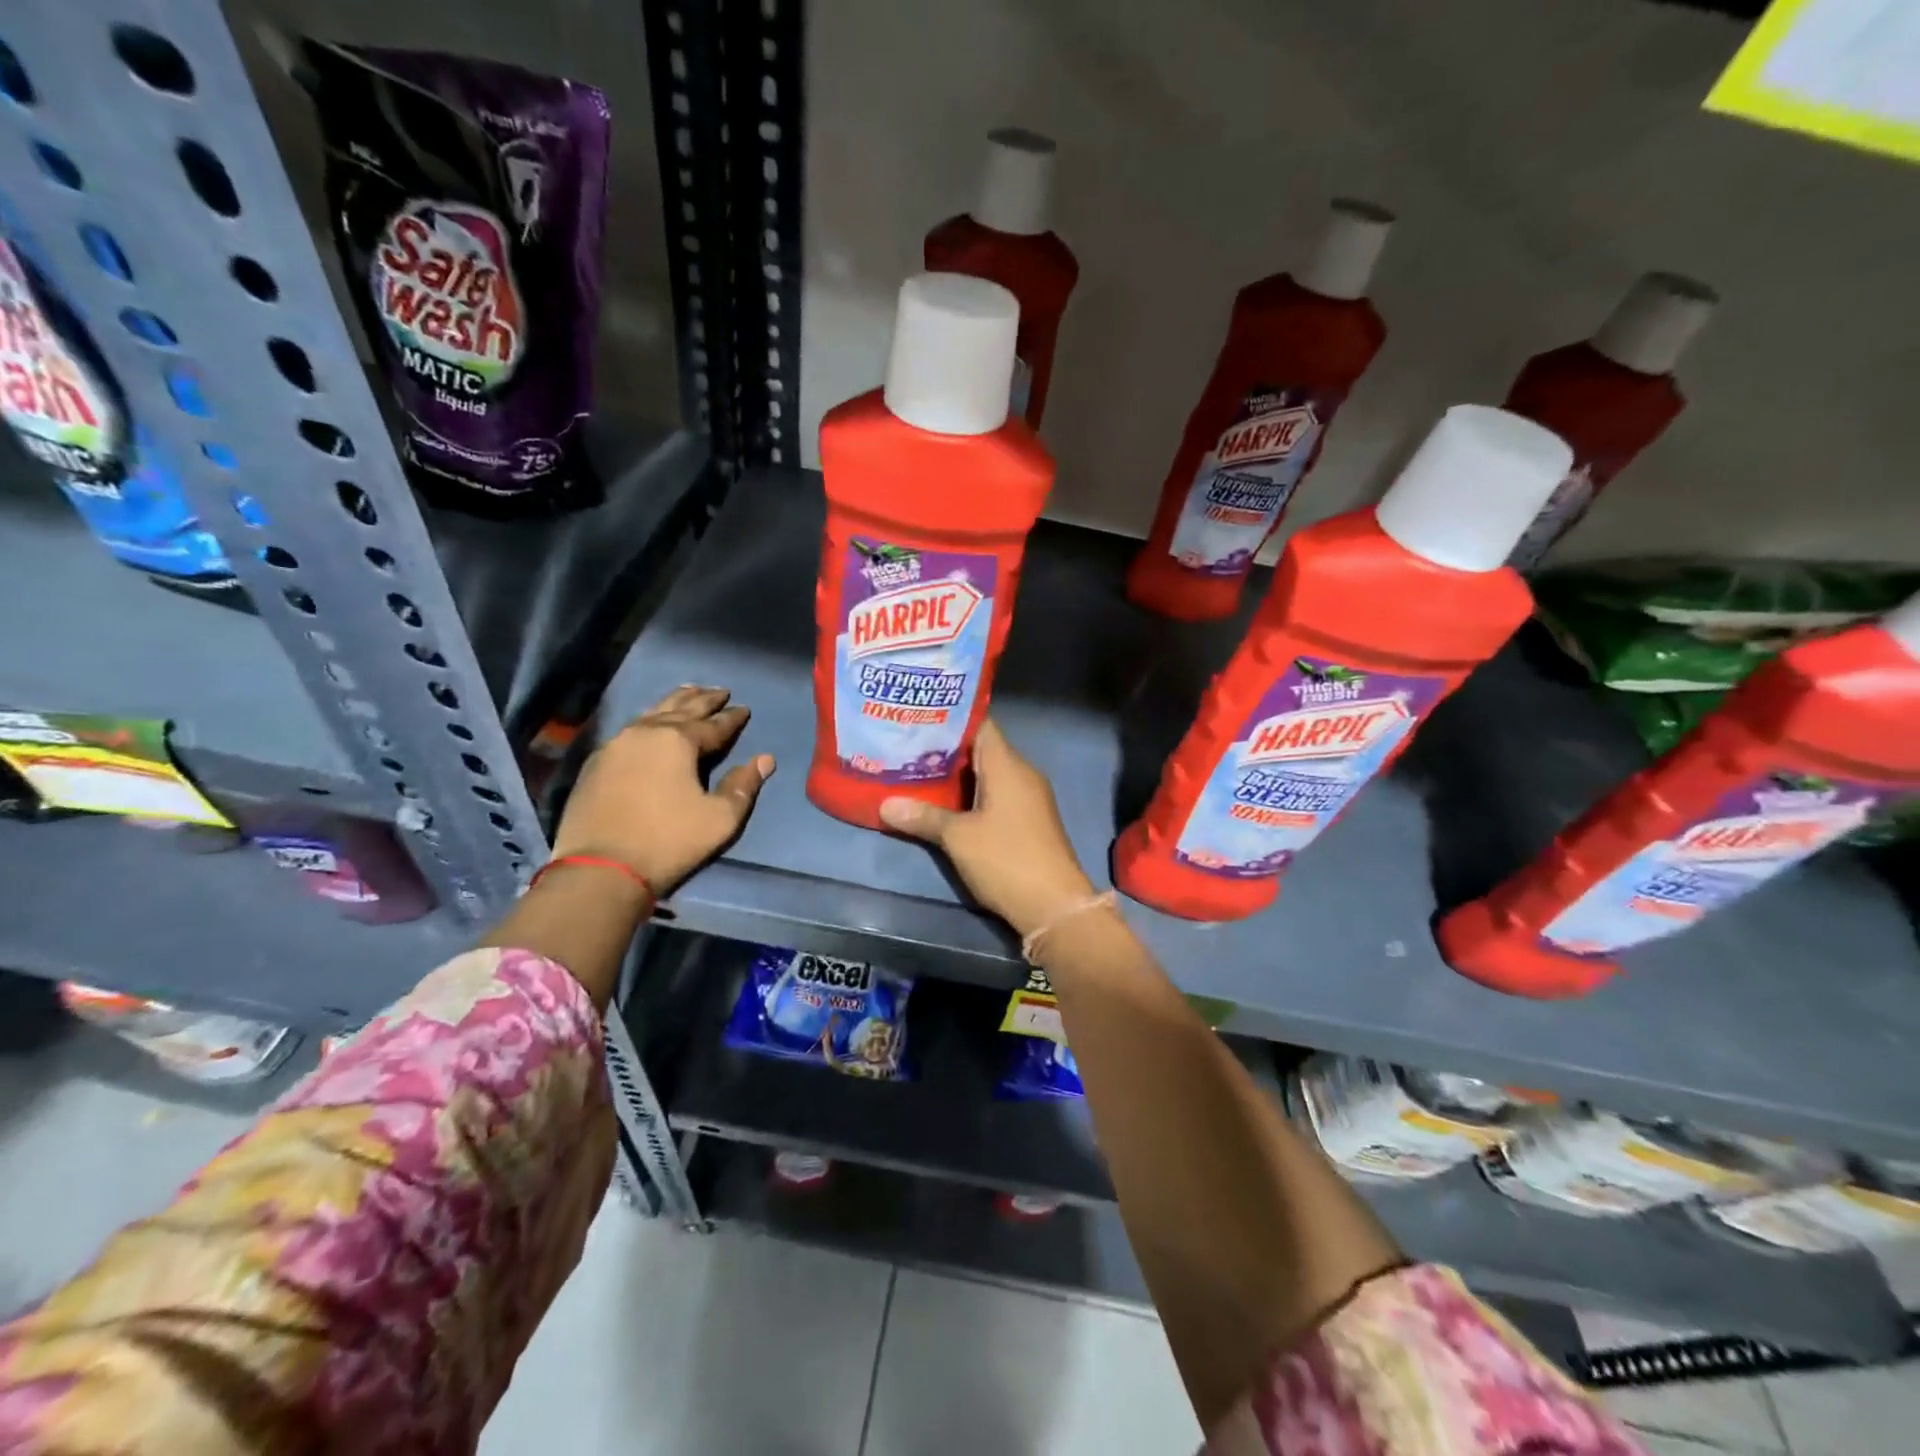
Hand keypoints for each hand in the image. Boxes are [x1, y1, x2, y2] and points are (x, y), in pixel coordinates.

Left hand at [551, 686, 773, 896]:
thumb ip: (743, 786)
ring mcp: (617, 744)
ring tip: (688, 692)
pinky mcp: (597, 762)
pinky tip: (651, 722)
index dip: (733, 718)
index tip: (745, 709)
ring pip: (652, 712)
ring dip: (674, 702)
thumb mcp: (720, 819)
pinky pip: (631, 728)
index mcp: (679, 740)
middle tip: (720, 691)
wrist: (600, 868)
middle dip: (704, 699)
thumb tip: (765, 759)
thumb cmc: (668, 841)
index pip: (714, 724)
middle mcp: (646, 732)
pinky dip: (649, 719)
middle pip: (681, 708)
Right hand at [879, 719, 1095, 937]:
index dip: (949, 720)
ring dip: (957, 776)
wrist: (1054, 905)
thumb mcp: (958, 838)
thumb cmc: (1005, 859)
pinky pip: (997, 795)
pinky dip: (972, 796)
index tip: (918, 720)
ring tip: (916, 773)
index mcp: (1007, 765)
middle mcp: (1022, 773)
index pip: (980, 725)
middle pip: (981, 749)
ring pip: (988, 775)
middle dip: (946, 750)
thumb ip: (923, 816)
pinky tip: (945, 804)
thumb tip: (885, 805)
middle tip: (906, 748)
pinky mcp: (1029, 820)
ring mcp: (1028, 798)